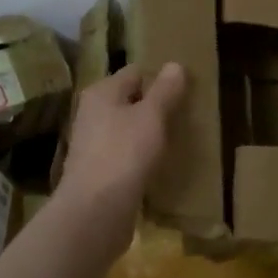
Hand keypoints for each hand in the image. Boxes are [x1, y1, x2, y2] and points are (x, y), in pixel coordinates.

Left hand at [56, 63, 186, 264]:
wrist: (94, 212)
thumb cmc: (124, 154)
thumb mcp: (152, 116)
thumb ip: (165, 90)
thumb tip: (175, 65)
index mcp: (102, 92)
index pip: (135, 72)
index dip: (159, 78)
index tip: (185, 91)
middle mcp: (92, 114)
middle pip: (130, 101)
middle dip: (155, 108)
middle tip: (185, 116)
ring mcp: (93, 144)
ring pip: (128, 130)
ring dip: (149, 135)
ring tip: (177, 141)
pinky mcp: (98, 172)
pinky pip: (125, 156)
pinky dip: (141, 158)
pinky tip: (159, 167)